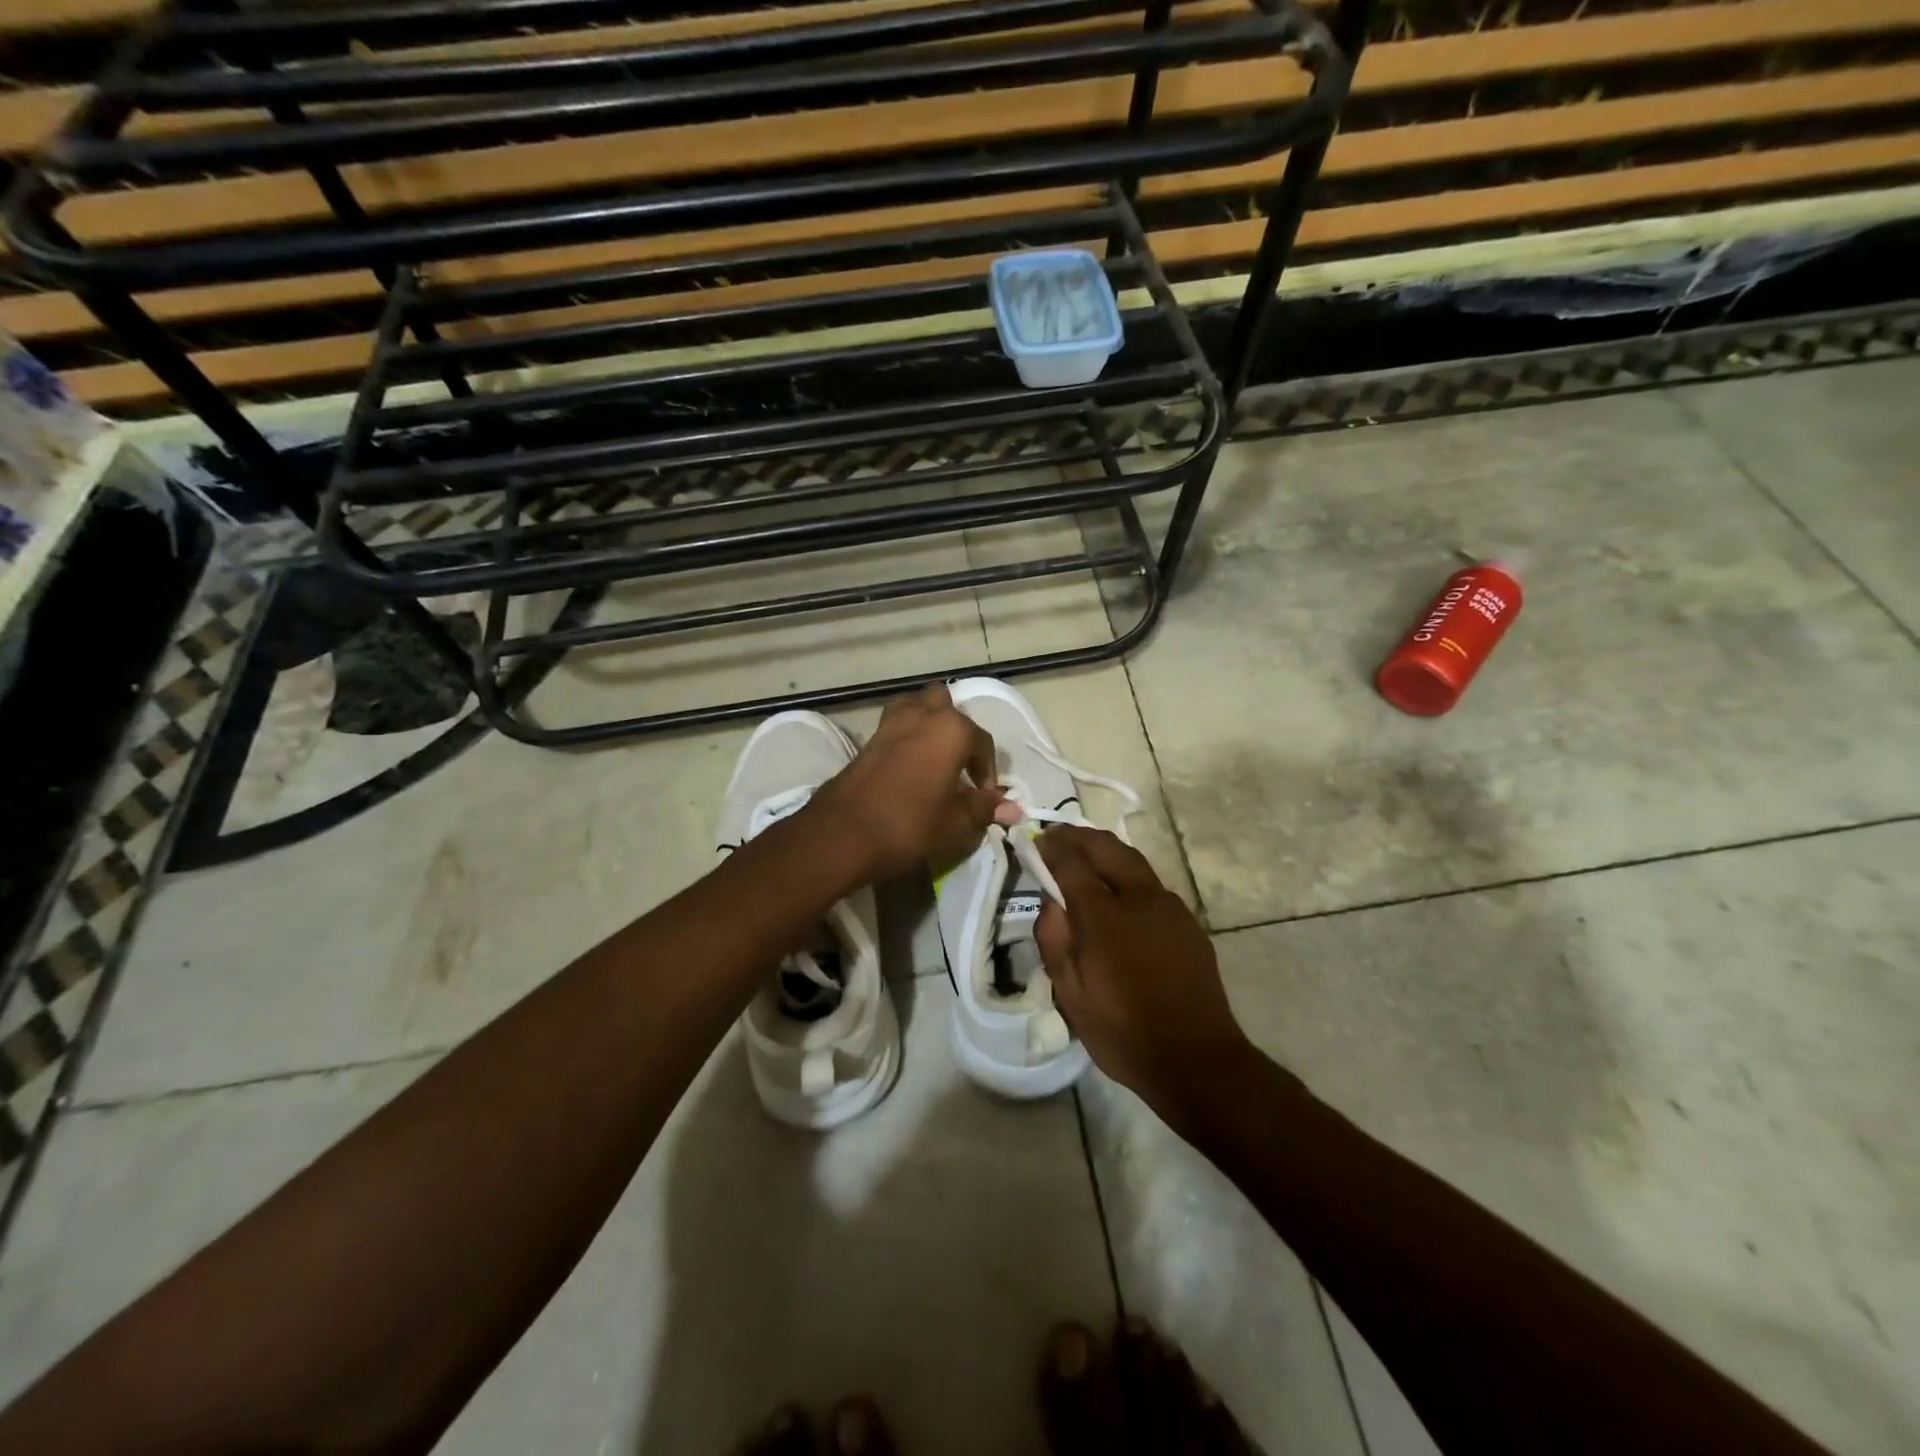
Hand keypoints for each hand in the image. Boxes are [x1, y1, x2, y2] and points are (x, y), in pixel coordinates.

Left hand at [807, 684, 1009, 881]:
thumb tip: (1015, 808)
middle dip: (957, 729)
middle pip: (946, 706)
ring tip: (934, 757)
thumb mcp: (956, 822)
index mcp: (952, 729)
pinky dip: (907, 736)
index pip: (982, 743)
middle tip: (958, 765)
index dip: (987, 771)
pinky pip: (897, 725)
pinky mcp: (868, 738)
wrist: (844, 832)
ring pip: (917, 707)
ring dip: (929, 724)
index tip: (983, 797)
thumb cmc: (910, 824)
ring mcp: (891, 723)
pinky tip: (909, 766)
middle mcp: (923, 715)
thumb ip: (985, 808)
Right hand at [1034, 826, 1251, 1130]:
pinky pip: (1151, 884)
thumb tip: (1050, 903)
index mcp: (1104, 916)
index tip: (1037, 838)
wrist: (1196, 1059)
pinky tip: (1119, 891)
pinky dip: (1127, 874)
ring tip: (1085, 854)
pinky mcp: (1187, 922)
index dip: (1052, 846)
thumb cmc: (1123, 1030)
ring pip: (1133, 861)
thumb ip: (1054, 941)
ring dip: (1106, 851)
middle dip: (1080, 836)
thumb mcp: (1071, 994)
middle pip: (1107, 848)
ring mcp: (1169, 907)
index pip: (1072, 863)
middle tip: (1059, 836)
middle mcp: (1139, 898)